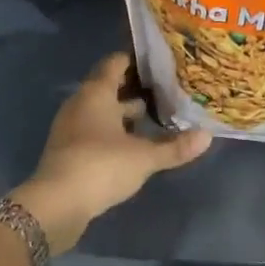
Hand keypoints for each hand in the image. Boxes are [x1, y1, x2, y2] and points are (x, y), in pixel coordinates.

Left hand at [13, 52, 211, 251]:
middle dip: (135, 90)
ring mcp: (71, 128)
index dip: (136, 61)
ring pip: (102, 112)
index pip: (115, 63)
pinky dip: (113, 133)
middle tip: (166, 92)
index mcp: (96, 94)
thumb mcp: (144, 157)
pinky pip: (94, 132)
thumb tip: (207, 136)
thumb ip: (175, 147)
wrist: (56, 205)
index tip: (160, 63)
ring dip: (124, 115)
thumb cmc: (101, 166)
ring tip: (155, 119)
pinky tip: (134, 146)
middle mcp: (80, 104)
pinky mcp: (68, 151)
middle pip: (109, 88)